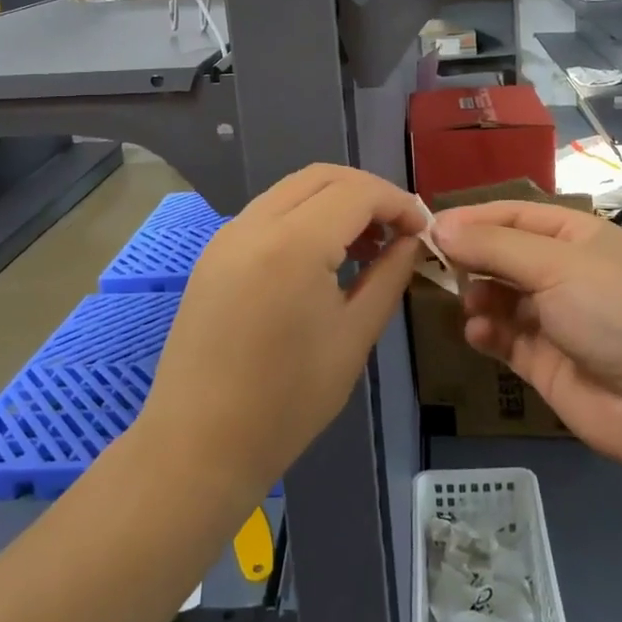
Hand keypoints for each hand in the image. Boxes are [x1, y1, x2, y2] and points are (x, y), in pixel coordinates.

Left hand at [139, 165, 425, 503]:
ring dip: (335, 200)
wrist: (198, 445)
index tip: (423, 230)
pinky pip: (269, 211)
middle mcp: (256, 223)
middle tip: (397, 230)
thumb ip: (388, 276)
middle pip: (323, 176)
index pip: (358, 192)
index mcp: (294, 243)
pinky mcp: (215, 252)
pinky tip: (322, 255)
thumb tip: (410, 241)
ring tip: (365, 243)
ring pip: (293, 188)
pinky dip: (304, 215)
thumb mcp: (354, 337)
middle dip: (368, 192)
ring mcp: (228, 234)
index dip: (398, 202)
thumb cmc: (287, 401)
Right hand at [429, 201, 621, 476]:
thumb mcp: (555, 265)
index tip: (430, 227)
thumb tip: (440, 228)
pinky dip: (487, 334)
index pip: (513, 215)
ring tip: (470, 305)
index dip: (472, 219)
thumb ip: (494, 247)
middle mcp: (563, 272)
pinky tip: (479, 335)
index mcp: (575, 236)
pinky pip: (504, 338)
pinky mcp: (545, 361)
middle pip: (503, 255)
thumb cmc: (616, 310)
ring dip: (478, 297)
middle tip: (436, 266)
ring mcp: (554, 318)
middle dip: (472, 259)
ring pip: (499, 298)